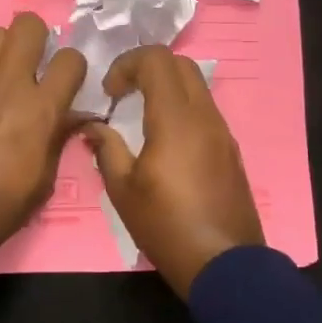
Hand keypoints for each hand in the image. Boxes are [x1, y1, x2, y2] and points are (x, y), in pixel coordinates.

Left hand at [0, 14, 87, 255]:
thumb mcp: (43, 182)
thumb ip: (58, 139)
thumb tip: (72, 117)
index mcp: (40, 109)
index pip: (70, 59)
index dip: (73, 68)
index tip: (68, 83)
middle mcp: (8, 84)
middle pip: (27, 25)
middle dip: (38, 37)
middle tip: (36, 62)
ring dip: (6, 48)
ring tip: (6, 73)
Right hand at [81, 46, 264, 299]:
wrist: (223, 263)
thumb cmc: (166, 226)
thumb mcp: (122, 190)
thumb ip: (106, 148)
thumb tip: (92, 127)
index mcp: (176, 119)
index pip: (157, 59)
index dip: (127, 63)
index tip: (109, 93)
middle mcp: (204, 116)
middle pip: (180, 64)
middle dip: (147, 68)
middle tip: (123, 94)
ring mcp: (222, 132)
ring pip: (196, 86)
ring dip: (166, 88)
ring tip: (140, 116)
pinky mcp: (229, 149)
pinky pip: (204, 110)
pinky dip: (181, 108)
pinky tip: (164, 139)